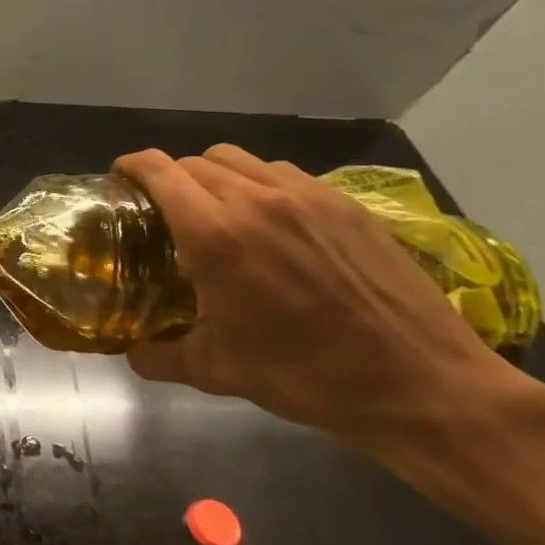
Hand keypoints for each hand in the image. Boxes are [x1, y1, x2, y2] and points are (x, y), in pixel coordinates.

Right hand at [114, 145, 513, 441]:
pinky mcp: (347, 204)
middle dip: (170, 179)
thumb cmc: (308, 376)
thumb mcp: (217, 372)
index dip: (130, 167)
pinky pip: (284, 173)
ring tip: (220, 212)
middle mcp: (255, 200)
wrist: (423, 385)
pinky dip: (262, 184)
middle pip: (193, 161)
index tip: (121, 182)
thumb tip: (131, 352)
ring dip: (215, 176)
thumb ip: (158, 356)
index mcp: (215, 234)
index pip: (157, 170)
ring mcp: (307, 196)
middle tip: (168, 212)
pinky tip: (273, 223)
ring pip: (239, 159)